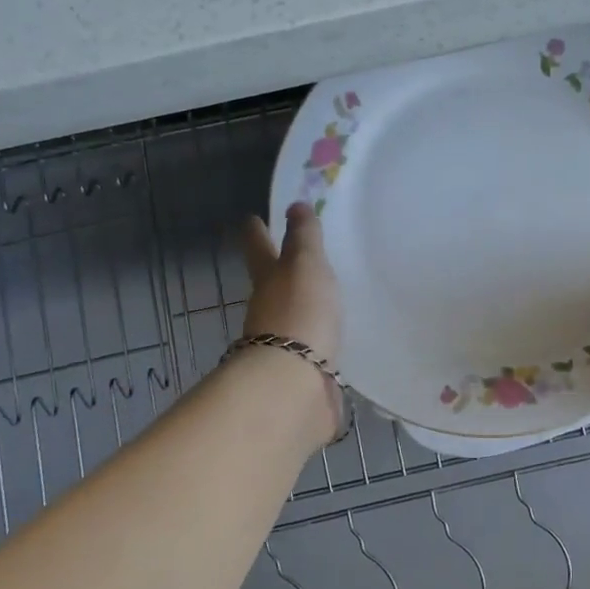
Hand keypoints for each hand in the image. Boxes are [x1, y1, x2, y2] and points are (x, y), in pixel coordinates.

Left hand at [239, 203, 343, 438]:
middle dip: (279, 270)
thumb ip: (303, 237)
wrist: (295, 384)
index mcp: (269, 280)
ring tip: (328, 298)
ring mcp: (284, 344)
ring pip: (293, 317)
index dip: (256, 231)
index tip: (252, 218)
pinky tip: (337, 340)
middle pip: (272, 284)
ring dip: (304, 307)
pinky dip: (321, 341)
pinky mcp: (305, 371)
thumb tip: (293, 204)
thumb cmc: (299, 313)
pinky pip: (314, 349)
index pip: (259, 247)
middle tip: (297, 256)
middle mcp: (270, 310)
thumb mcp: (305, 264)